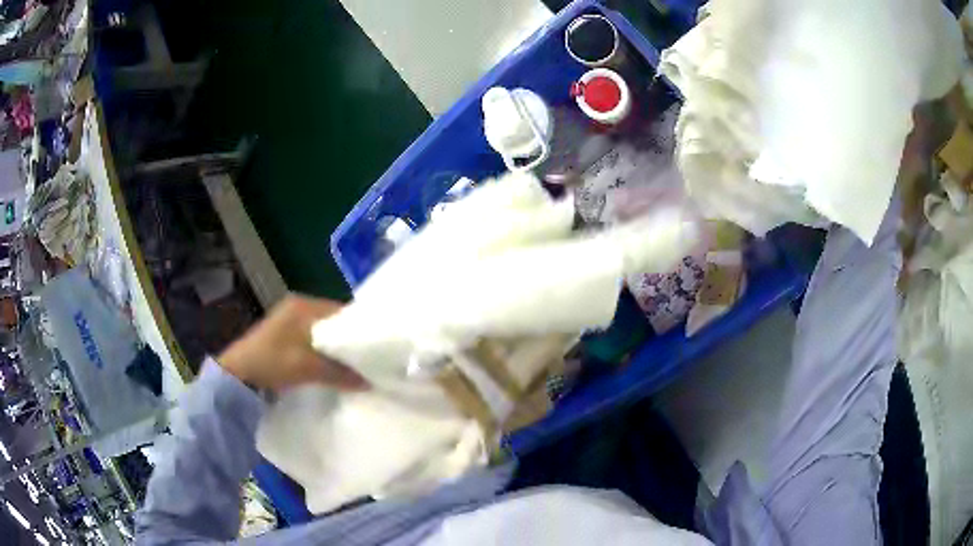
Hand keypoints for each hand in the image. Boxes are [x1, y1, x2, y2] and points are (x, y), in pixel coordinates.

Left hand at [217, 295, 367, 391]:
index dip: (360, 328)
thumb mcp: (308, 368)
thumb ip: (340, 372)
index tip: (376, 346)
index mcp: (303, 305)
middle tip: (369, 358)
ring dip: (337, 347)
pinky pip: (313, 339)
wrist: (237, 375)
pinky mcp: (284, 334)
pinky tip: (332, 365)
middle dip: (349, 339)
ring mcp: (289, 319)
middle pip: (334, 321)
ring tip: (355, 364)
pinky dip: (324, 351)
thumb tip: (370, 381)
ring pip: (324, 331)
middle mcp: (298, 306)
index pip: (342, 311)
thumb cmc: (271, 363)